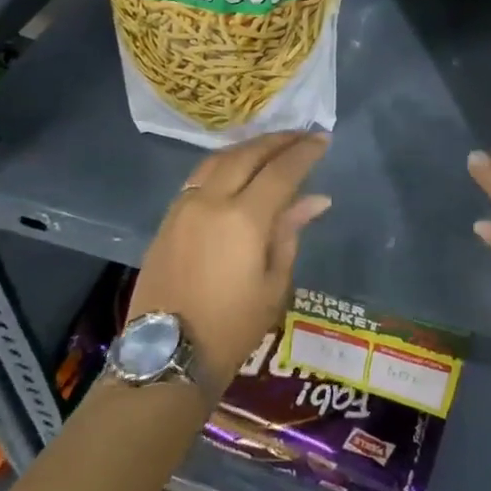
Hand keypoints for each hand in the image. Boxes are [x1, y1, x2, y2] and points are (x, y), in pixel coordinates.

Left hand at [130, 132, 330, 391]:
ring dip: (248, 147)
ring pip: (219, 160)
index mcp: (243, 218)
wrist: (167, 355)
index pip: (281, 171)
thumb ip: (290, 233)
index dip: (304, 152)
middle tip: (301, 134)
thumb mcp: (273, 284)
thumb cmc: (232, 327)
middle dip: (277, 141)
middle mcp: (211, 201)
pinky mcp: (167, 219)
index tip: (322, 138)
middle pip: (247, 155)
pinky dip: (224, 163)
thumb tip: (315, 199)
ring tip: (271, 146)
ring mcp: (184, 207)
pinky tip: (237, 169)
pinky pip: (199, 177)